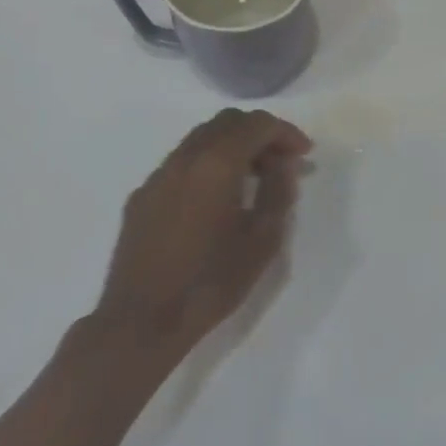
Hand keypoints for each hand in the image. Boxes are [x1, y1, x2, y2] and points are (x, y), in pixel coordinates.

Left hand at [93, 109, 311, 357]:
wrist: (140, 324)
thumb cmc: (210, 282)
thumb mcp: (262, 240)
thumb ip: (278, 192)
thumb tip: (284, 165)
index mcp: (217, 162)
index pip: (258, 124)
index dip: (286, 133)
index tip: (304, 154)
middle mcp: (185, 157)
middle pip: (227, 122)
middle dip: (259, 134)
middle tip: (280, 163)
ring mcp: (159, 175)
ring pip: (201, 138)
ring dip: (231, 146)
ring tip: (251, 179)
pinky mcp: (142, 196)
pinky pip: (181, 163)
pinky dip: (206, 165)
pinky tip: (214, 200)